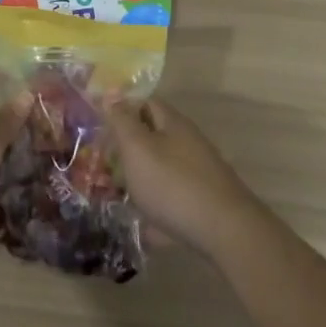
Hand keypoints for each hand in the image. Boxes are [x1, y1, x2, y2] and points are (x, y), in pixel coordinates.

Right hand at [103, 96, 267, 259]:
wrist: (225, 233)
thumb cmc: (173, 184)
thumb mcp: (137, 148)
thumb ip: (121, 121)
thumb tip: (110, 93)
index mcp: (173, 124)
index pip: (146, 103)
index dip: (123, 110)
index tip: (100, 126)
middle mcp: (189, 144)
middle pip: (154, 137)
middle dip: (129, 149)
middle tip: (103, 164)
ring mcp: (199, 174)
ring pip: (162, 170)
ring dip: (141, 180)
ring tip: (118, 197)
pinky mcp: (204, 203)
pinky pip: (173, 200)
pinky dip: (157, 209)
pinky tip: (144, 227)